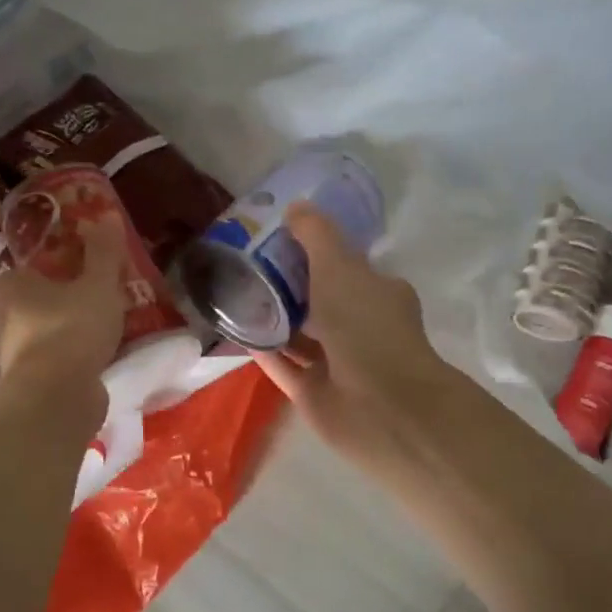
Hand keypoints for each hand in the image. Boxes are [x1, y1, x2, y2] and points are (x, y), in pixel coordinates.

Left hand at [0, 218, 124, 408]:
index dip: (40, 272)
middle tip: (84, 304)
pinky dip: (62, 368)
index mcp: (11, 289)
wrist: (55, 398)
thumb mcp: (98, 285)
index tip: (65, 274)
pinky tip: (87, 368)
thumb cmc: (71, 328)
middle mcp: (0, 323)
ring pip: (34, 341)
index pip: (17, 273)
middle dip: (49, 307)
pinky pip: (46, 370)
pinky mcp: (23, 390)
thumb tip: (106, 214)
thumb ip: (103, 253)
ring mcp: (9, 360)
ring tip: (91, 337)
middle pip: (24, 308)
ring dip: (56, 339)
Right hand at [250, 204, 452, 470]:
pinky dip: (261, 350)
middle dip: (285, 284)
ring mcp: (336, 363)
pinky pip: (282, 365)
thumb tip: (295, 206)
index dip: (312, 249)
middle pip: (317, 300)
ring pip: (298, 335)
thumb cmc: (366, 326)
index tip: (276, 236)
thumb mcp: (339, 266)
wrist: (380, 405)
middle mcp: (359, 326)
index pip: (343, 265)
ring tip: (231, 294)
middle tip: (243, 263)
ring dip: (270, 318)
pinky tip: (231, 331)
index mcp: (375, 293)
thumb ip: (315, 235)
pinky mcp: (313, 392)